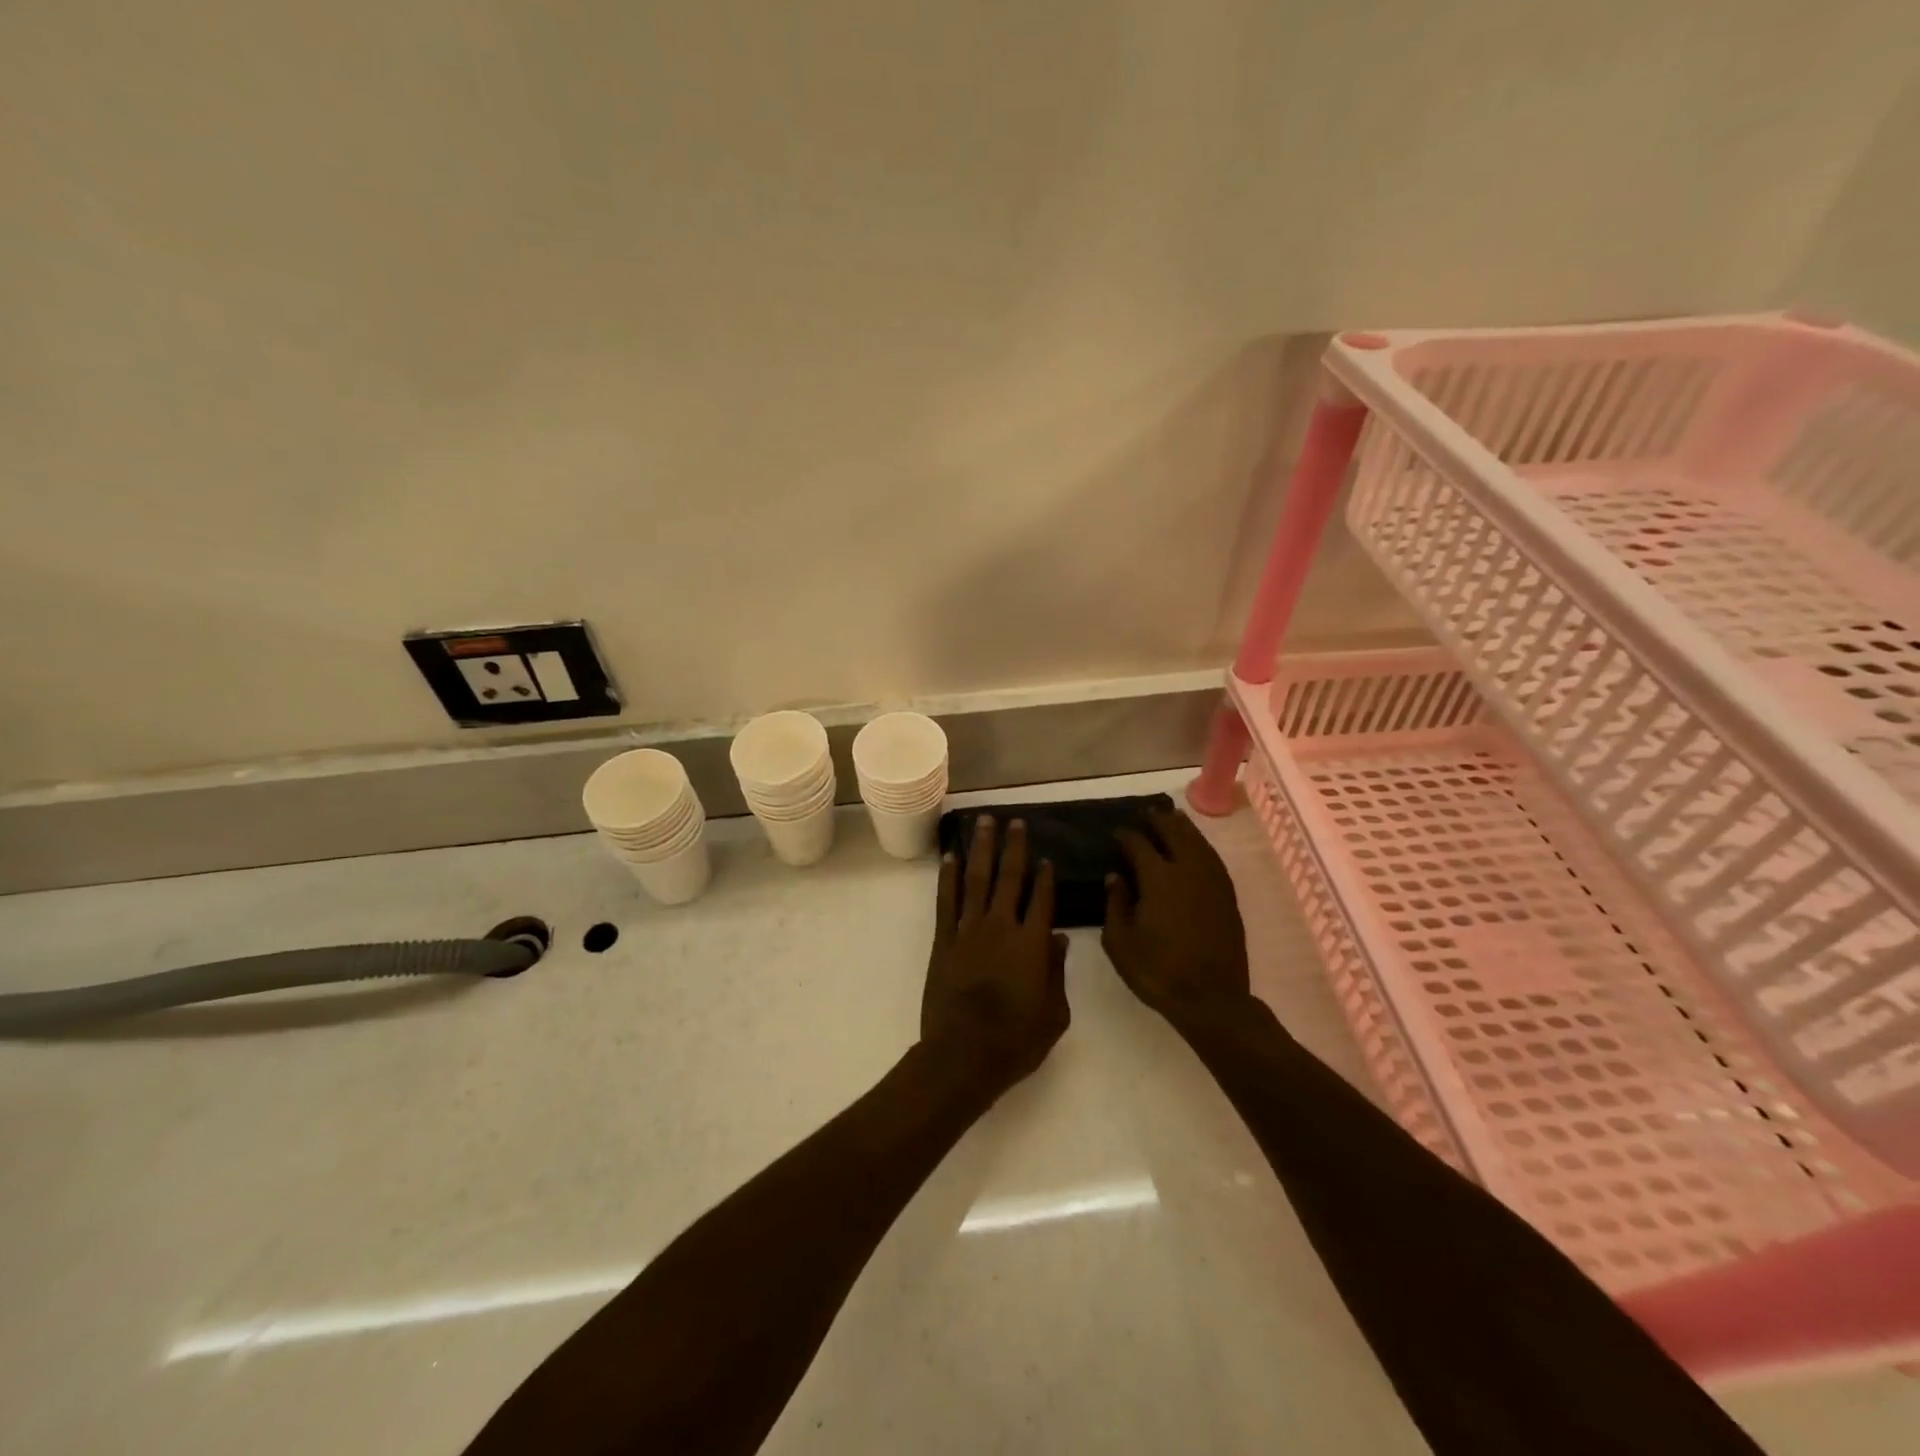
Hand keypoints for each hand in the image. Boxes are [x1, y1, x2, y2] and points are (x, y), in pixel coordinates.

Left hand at [921, 816, 1069, 1092]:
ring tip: (984, 823)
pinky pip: (946, 901)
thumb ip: (1057, 972)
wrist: (964, 1053)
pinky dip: (947, 877)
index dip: (1046, 877)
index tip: (1047, 857)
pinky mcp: (943, 941)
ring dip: (981, 849)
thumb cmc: (1016, 1040)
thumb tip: (1058, 938)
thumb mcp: (1054, 1014)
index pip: (1042, 899)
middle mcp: (1000, 926)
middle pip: (1009, 878)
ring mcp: (968, 930)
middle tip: (1015, 822)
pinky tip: (950, 857)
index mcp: (1032, 943)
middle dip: (1013, 848)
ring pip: (976, 880)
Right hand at [1103, 807, 1250, 1029]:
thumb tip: (1115, 877)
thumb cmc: (1158, 972)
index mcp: (1159, 878)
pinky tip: (1195, 847)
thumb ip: (1115, 904)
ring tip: (1172, 817)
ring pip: (1198, 842)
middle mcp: (1188, 870)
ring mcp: (1212, 881)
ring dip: (1183, 827)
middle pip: (1174, 833)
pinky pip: (1212, 858)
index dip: (1126, 836)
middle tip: (1146, 813)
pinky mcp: (1227, 896)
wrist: (1211, 999)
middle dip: (1159, 820)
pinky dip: (1200, 845)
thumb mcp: (1120, 943)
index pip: (1139, 844)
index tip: (1116, 834)